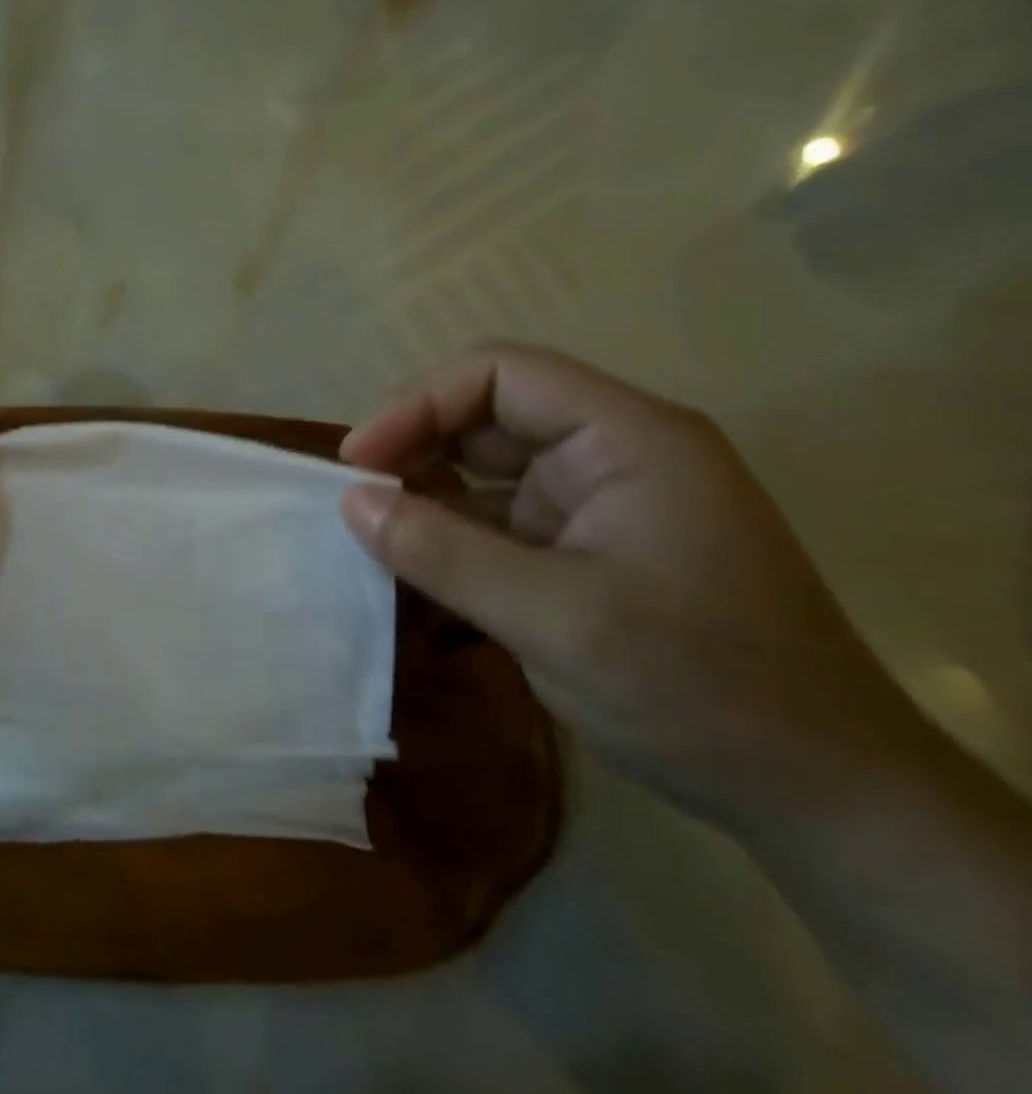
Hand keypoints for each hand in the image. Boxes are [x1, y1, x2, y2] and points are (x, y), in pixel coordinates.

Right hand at [338, 344, 943, 835]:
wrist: (820, 797)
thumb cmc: (700, 690)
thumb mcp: (556, 620)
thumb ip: (444, 552)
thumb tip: (351, 501)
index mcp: (627, 438)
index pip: (499, 375)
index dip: (417, 405)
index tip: (359, 462)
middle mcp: (611, 452)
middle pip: (486, 413)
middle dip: (413, 446)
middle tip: (356, 497)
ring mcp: (597, 501)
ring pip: (483, 466)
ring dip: (424, 491)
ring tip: (370, 530)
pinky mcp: (583, 546)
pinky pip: (495, 516)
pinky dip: (448, 533)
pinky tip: (410, 563)